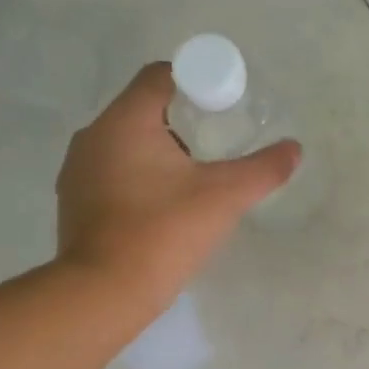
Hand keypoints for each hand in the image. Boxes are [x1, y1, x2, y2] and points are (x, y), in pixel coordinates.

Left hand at [57, 63, 298, 307]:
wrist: (104, 293)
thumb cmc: (163, 232)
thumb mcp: (223, 197)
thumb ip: (263, 169)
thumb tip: (294, 150)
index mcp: (124, 121)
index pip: (160, 76)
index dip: (197, 82)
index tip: (225, 105)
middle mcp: (93, 136)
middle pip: (144, 108)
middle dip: (183, 119)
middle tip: (218, 142)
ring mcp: (78, 170)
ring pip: (126, 142)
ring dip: (160, 150)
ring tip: (195, 174)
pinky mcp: (75, 201)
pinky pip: (112, 171)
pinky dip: (139, 175)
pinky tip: (164, 203)